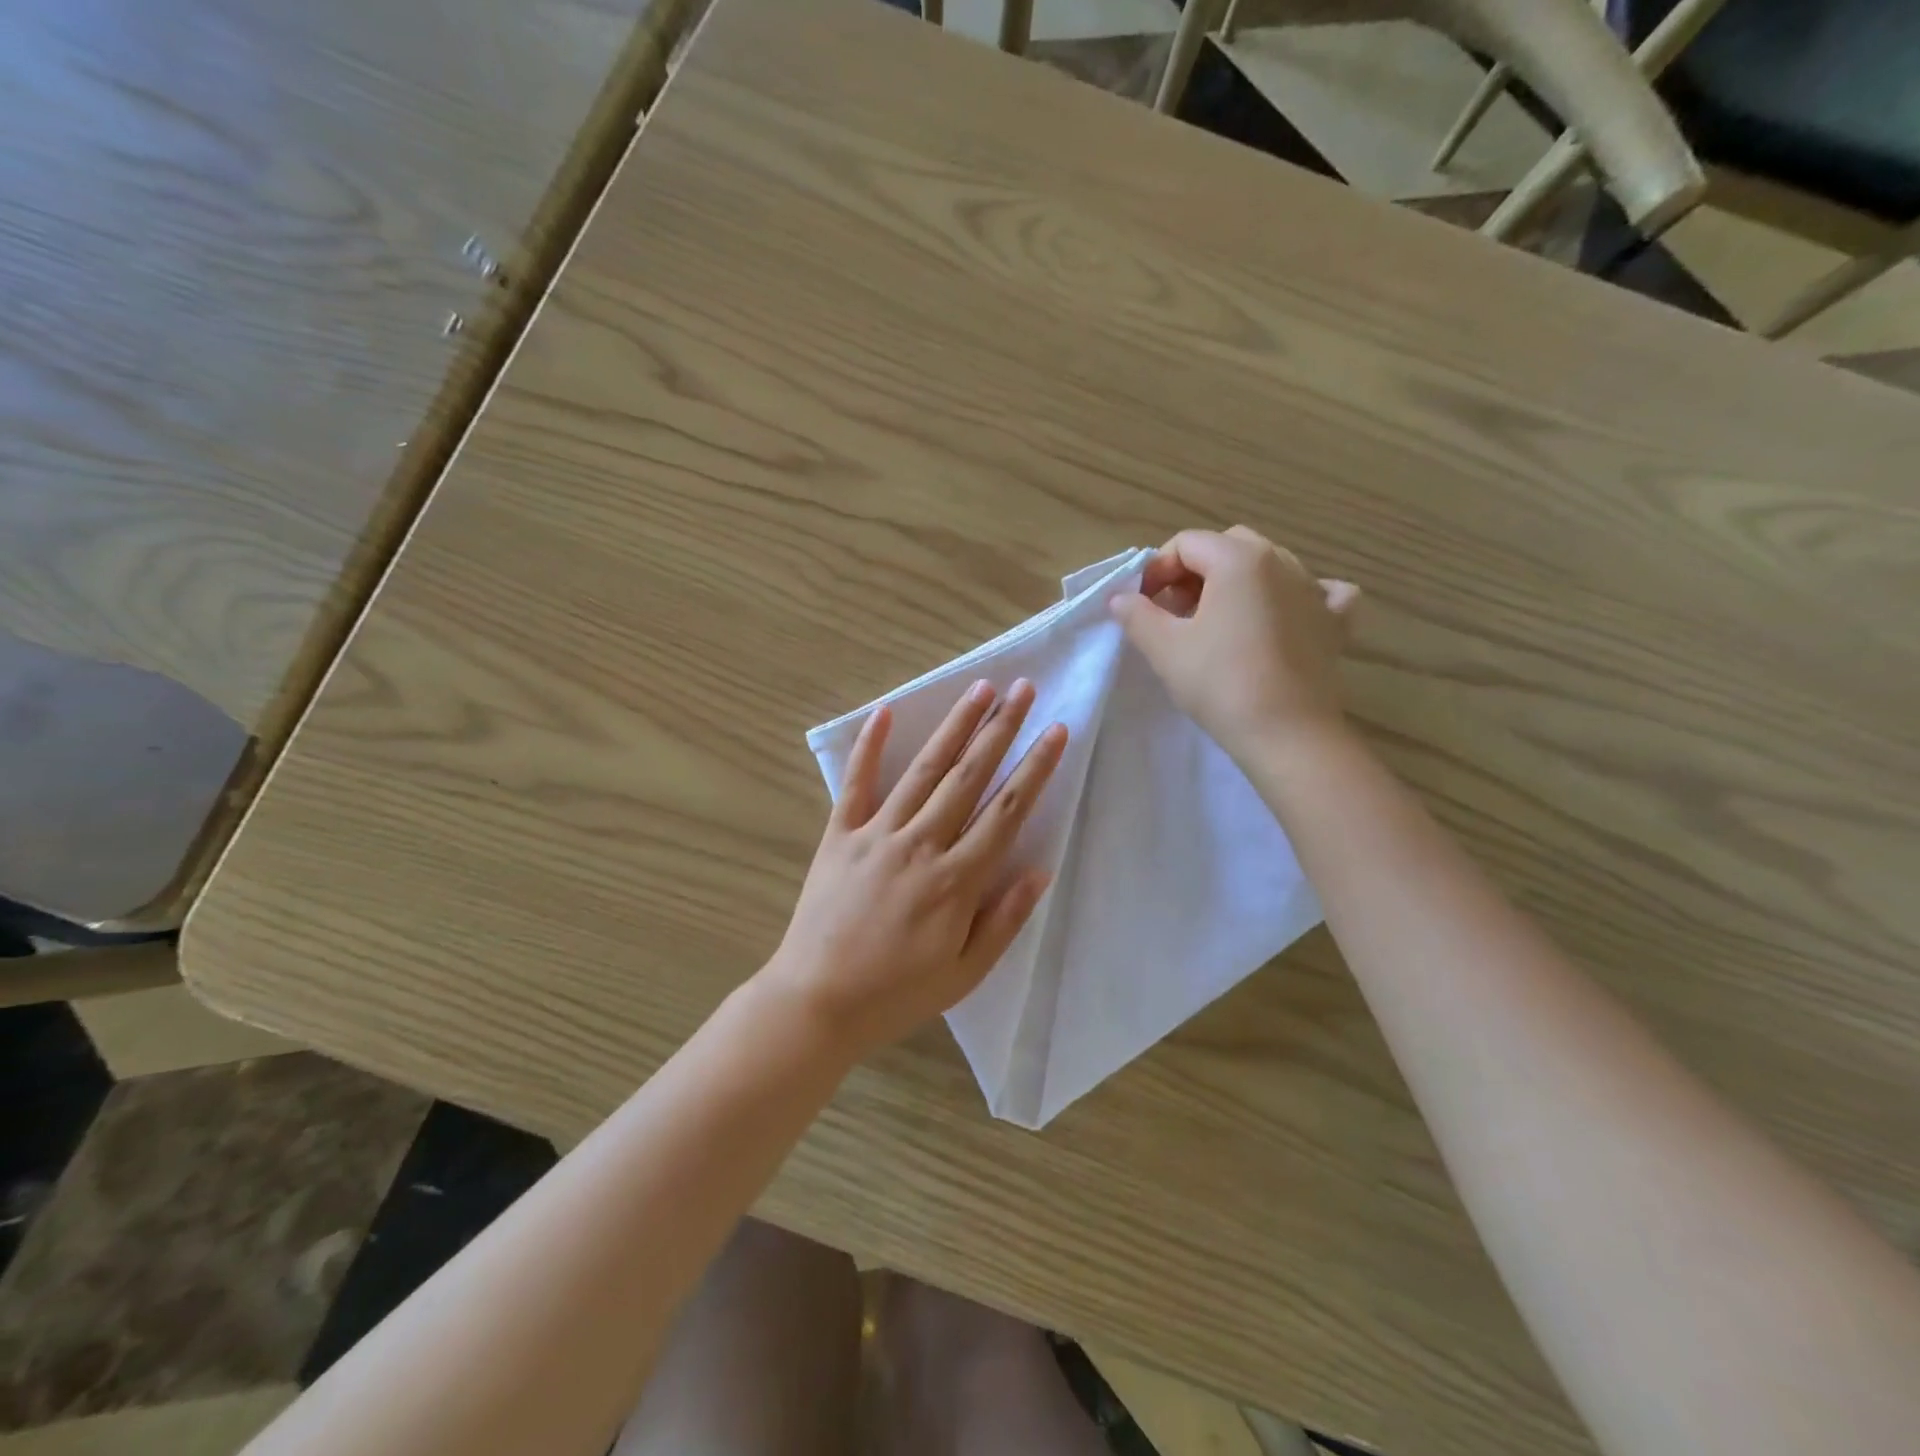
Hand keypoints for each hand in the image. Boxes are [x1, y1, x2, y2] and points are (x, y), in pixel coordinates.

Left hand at [765, 679, 1067, 1055]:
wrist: (816, 1002)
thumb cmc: (897, 994)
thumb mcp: (965, 973)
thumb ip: (1005, 920)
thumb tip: (1040, 869)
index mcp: (957, 881)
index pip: (1006, 811)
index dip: (1036, 768)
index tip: (1056, 731)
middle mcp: (921, 845)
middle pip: (969, 776)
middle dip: (1000, 729)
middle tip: (1023, 688)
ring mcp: (877, 835)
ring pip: (924, 770)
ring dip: (955, 726)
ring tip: (979, 689)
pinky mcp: (839, 836)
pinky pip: (856, 784)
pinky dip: (869, 747)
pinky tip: (885, 711)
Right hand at [1109, 526, 1359, 763]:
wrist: (1287, 733)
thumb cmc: (1220, 683)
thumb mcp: (1164, 648)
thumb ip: (1136, 614)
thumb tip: (1120, 597)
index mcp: (1239, 560)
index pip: (1187, 543)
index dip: (1157, 569)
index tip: (1142, 604)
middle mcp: (1282, 562)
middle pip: (1228, 546)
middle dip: (1195, 570)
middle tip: (1175, 611)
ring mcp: (1315, 590)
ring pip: (1269, 565)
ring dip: (1236, 582)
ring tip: (1216, 621)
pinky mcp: (1334, 622)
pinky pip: (1319, 592)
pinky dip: (1295, 597)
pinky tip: (1283, 616)